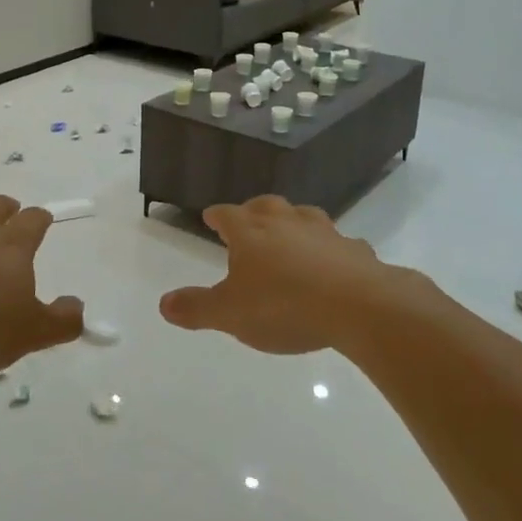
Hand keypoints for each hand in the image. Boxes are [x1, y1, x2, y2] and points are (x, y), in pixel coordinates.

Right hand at [159, 196, 407, 354]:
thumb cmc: (283, 306)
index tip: (210, 217)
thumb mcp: (230, 314)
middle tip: (248, 219)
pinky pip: (339, 244)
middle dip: (253, 211)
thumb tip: (163, 303)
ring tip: (289, 235)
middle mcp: (286, 222)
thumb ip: (196, 308)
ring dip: (293, 222)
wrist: (358, 306)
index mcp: (250, 232)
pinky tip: (333, 265)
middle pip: (265, 206)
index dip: (216, 216)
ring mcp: (324, 232)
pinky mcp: (354, 250)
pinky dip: (331, 250)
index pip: (226, 215)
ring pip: (303, 216)